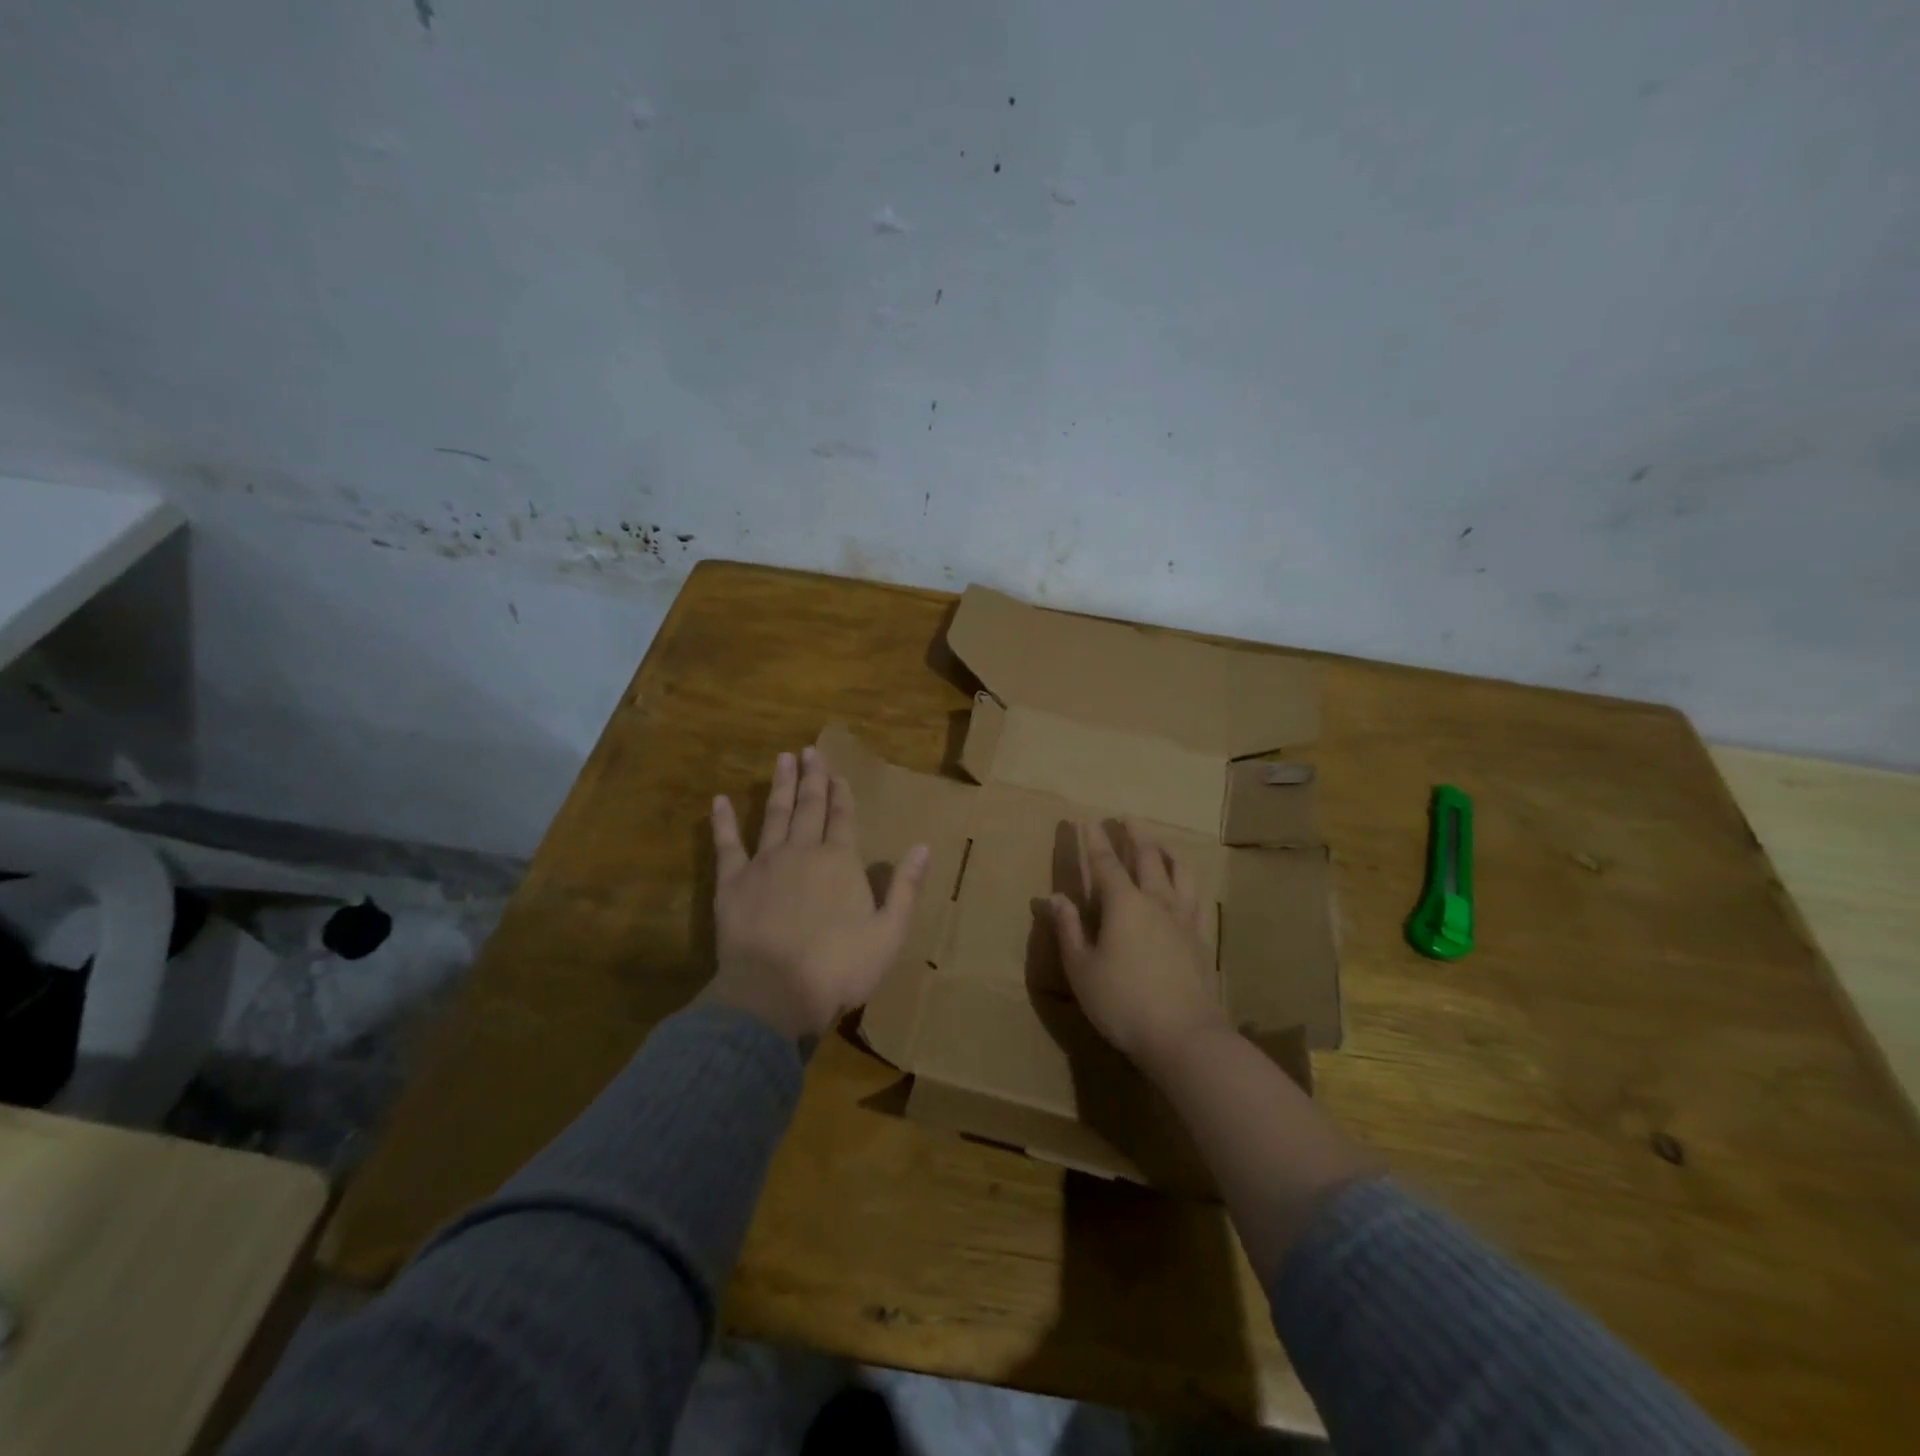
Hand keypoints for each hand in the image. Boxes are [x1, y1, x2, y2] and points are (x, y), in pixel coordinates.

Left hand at [702, 745, 928, 1039]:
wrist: (775, 993)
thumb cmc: (840, 967)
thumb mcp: (889, 932)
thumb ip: (905, 887)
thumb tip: (924, 846)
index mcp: (840, 862)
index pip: (843, 818)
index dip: (842, 795)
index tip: (839, 774)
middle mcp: (803, 851)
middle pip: (809, 807)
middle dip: (812, 778)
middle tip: (809, 751)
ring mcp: (765, 863)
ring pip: (774, 815)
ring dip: (780, 787)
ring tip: (782, 760)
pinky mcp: (733, 883)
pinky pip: (727, 845)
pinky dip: (723, 822)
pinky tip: (719, 800)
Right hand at [1049, 819, 1229, 1072]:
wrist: (1184, 1036)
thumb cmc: (1122, 1002)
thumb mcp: (1081, 969)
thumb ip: (1069, 929)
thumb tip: (1054, 897)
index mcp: (1123, 904)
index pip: (1105, 863)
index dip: (1094, 840)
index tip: (1086, 819)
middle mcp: (1156, 901)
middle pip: (1147, 857)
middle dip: (1134, 834)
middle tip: (1126, 818)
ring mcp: (1183, 918)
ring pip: (1179, 871)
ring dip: (1166, 850)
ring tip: (1159, 842)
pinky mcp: (1201, 938)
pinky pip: (1196, 897)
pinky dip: (1188, 881)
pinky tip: (1186, 885)